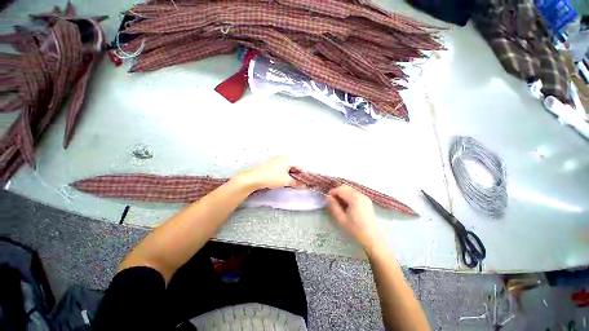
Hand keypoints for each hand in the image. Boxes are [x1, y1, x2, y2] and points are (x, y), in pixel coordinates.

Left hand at [236, 156, 304, 190]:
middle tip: (301, 183)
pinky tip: (286, 179)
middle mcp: (283, 157)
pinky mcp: (271, 164)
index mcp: (288, 158)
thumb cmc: (272, 178)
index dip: (304, 175)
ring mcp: (276, 160)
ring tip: (294, 182)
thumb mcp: (286, 181)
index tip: (307, 182)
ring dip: (292, 175)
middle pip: (294, 166)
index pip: (300, 167)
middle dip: (298, 175)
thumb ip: (297, 183)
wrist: (254, 178)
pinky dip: (285, 173)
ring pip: (288, 167)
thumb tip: (304, 185)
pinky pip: (282, 168)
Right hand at [326, 185, 384, 252]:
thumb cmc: (356, 230)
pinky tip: (346, 205)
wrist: (373, 239)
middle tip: (332, 201)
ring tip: (339, 204)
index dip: (332, 192)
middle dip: (337, 192)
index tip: (327, 199)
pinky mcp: (366, 200)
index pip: (340, 189)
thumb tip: (328, 197)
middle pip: (345, 187)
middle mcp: (360, 195)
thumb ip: (333, 206)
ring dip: (342, 193)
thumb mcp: (341, 219)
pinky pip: (354, 193)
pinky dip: (348, 196)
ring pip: (350, 189)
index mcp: (354, 198)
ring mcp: (364, 197)